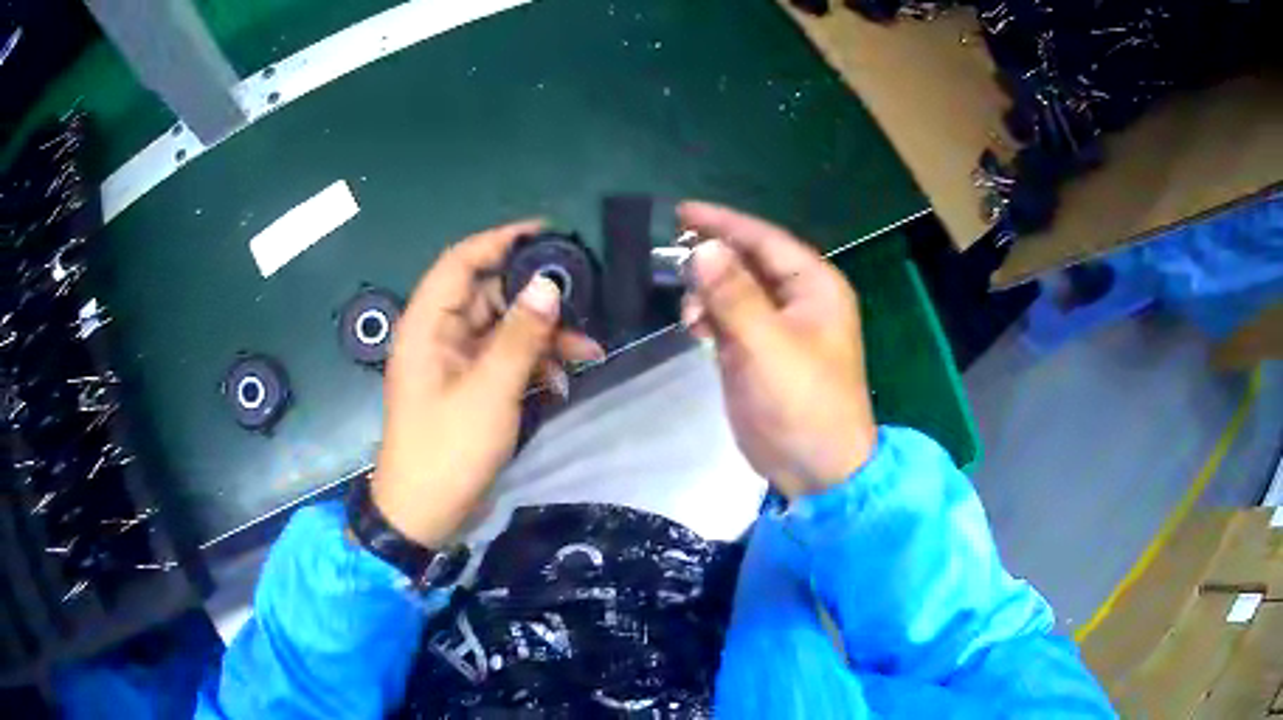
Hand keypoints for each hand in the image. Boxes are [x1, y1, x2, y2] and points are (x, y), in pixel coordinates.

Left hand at [371, 220, 604, 546]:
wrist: (427, 515)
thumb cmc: (448, 450)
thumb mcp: (489, 391)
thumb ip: (519, 336)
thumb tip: (548, 285)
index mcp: (428, 325)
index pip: (462, 261)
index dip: (501, 240)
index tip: (548, 231)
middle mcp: (439, 335)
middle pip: (490, 295)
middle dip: (536, 298)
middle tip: (584, 298)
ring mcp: (456, 363)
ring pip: (504, 329)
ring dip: (543, 336)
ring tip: (588, 350)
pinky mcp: (471, 388)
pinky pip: (505, 360)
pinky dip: (534, 365)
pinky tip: (563, 381)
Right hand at [679, 202, 875, 497]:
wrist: (814, 468)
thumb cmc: (803, 403)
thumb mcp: (767, 346)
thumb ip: (734, 295)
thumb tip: (705, 248)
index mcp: (814, 285)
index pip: (765, 239)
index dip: (723, 222)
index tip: (680, 211)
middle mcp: (798, 298)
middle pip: (747, 261)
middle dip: (710, 260)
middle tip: (670, 262)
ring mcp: (777, 325)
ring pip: (734, 290)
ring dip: (706, 293)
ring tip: (689, 312)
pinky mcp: (758, 351)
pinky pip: (728, 319)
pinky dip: (708, 318)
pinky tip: (694, 329)